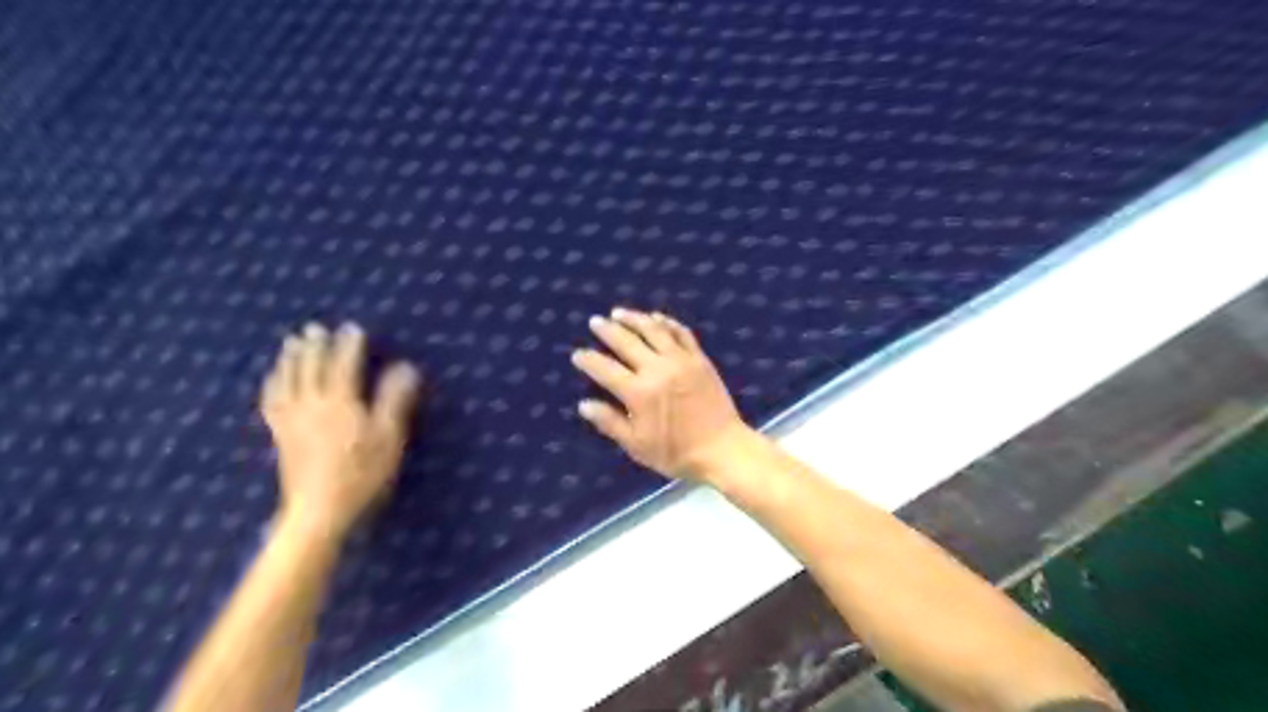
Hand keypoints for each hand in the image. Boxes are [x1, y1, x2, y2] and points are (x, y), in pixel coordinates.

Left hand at [260, 323, 423, 538]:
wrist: (318, 509)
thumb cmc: (361, 473)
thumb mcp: (389, 437)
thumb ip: (395, 400)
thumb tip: (405, 367)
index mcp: (341, 402)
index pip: (344, 364)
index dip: (349, 345)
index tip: (353, 328)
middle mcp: (312, 404)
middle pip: (311, 368)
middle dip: (315, 346)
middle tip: (316, 327)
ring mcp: (292, 419)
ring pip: (288, 380)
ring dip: (290, 358)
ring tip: (292, 342)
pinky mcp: (280, 435)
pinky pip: (272, 401)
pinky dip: (273, 384)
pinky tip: (273, 379)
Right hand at [567, 305, 750, 481]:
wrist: (722, 449)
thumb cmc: (676, 453)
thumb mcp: (637, 446)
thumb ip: (610, 422)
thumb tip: (584, 404)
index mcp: (639, 392)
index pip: (605, 370)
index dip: (589, 360)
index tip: (577, 354)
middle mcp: (657, 369)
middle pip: (627, 342)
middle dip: (607, 330)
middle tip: (595, 322)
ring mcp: (681, 360)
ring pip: (653, 330)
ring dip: (634, 319)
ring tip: (619, 313)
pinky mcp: (699, 359)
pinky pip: (681, 333)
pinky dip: (666, 323)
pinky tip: (656, 318)